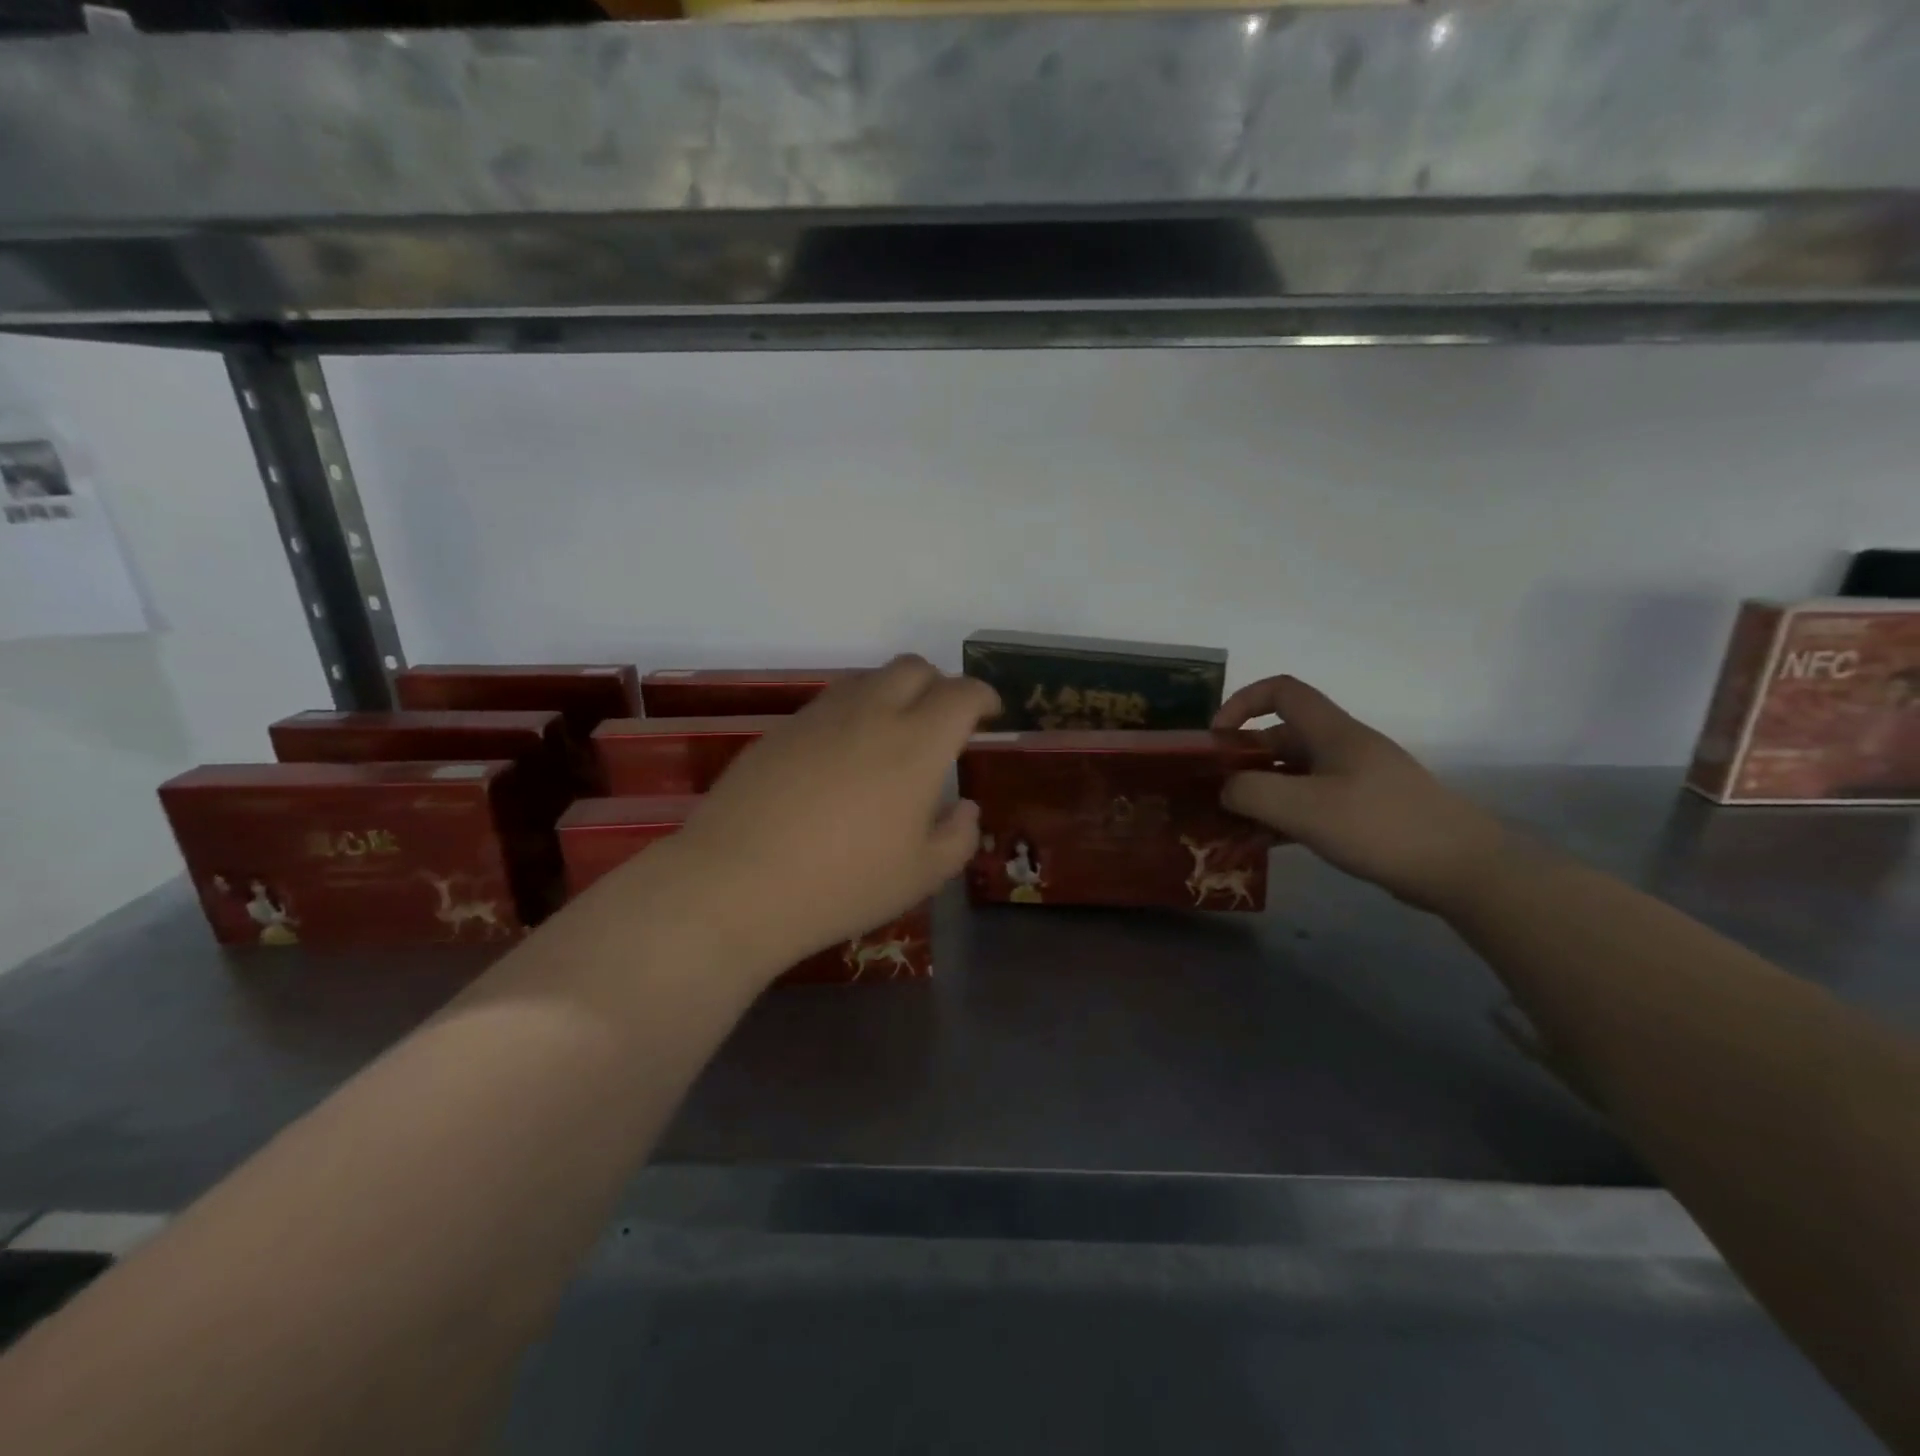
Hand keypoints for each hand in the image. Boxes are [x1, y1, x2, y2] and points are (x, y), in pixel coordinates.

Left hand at [670, 656, 998, 972]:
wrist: (737, 884)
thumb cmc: (843, 884)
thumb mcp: (921, 875)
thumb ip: (958, 836)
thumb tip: (964, 807)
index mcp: (917, 743)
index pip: (961, 693)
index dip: (983, 696)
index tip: (988, 713)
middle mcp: (871, 713)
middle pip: (914, 667)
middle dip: (938, 684)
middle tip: (941, 722)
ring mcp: (820, 716)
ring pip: (868, 679)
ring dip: (893, 694)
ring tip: (892, 736)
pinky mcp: (781, 729)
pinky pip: (830, 702)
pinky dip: (852, 713)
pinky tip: (842, 758)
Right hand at [1213, 676, 1513, 913]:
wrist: (1462, 868)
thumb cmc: (1379, 826)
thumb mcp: (1302, 808)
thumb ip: (1250, 792)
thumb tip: (1225, 789)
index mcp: (1331, 732)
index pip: (1281, 691)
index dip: (1242, 703)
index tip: (1216, 738)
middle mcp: (1343, 748)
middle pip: (1281, 737)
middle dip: (1243, 760)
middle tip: (1216, 793)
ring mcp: (1356, 781)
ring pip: (1294, 774)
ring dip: (1261, 793)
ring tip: (1232, 823)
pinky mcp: (1365, 812)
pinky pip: (1311, 803)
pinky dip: (1283, 815)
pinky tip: (1266, 842)